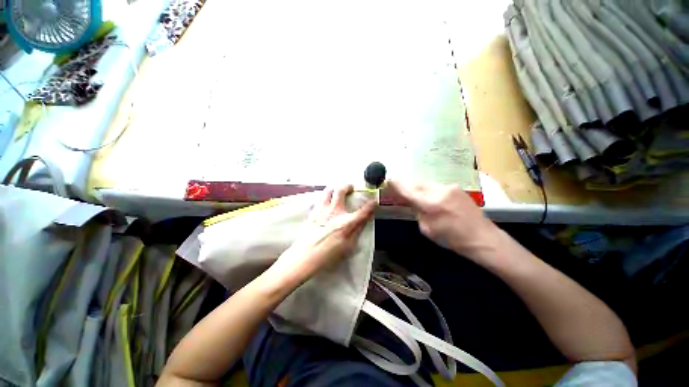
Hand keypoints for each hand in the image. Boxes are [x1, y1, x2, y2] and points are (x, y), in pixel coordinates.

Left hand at [273, 185, 375, 282]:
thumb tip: (363, 221)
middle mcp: (334, 212)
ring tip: (336, 190)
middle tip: (350, 187)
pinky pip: (319, 199)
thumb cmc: (329, 254)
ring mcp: (322, 210)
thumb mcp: (348, 246)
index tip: (374, 201)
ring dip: (333, 188)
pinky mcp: (313, 212)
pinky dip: (324, 196)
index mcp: (346, 222)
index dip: (370, 205)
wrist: (306, 256)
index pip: (363, 211)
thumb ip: (357, 231)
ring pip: (327, 191)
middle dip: (347, 186)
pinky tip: (324, 200)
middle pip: (341, 191)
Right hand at [386, 180, 499, 257]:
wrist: (482, 237)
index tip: (387, 180)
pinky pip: (435, 185)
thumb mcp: (427, 229)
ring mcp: (449, 187)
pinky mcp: (456, 188)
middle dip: (404, 184)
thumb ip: (417, 211)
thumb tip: (410, 201)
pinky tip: (425, 194)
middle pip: (416, 183)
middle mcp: (439, 191)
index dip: (396, 185)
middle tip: (395, 185)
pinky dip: (426, 188)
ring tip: (409, 190)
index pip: (408, 190)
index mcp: (431, 204)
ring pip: (425, 183)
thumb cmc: (452, 239)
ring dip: (415, 186)